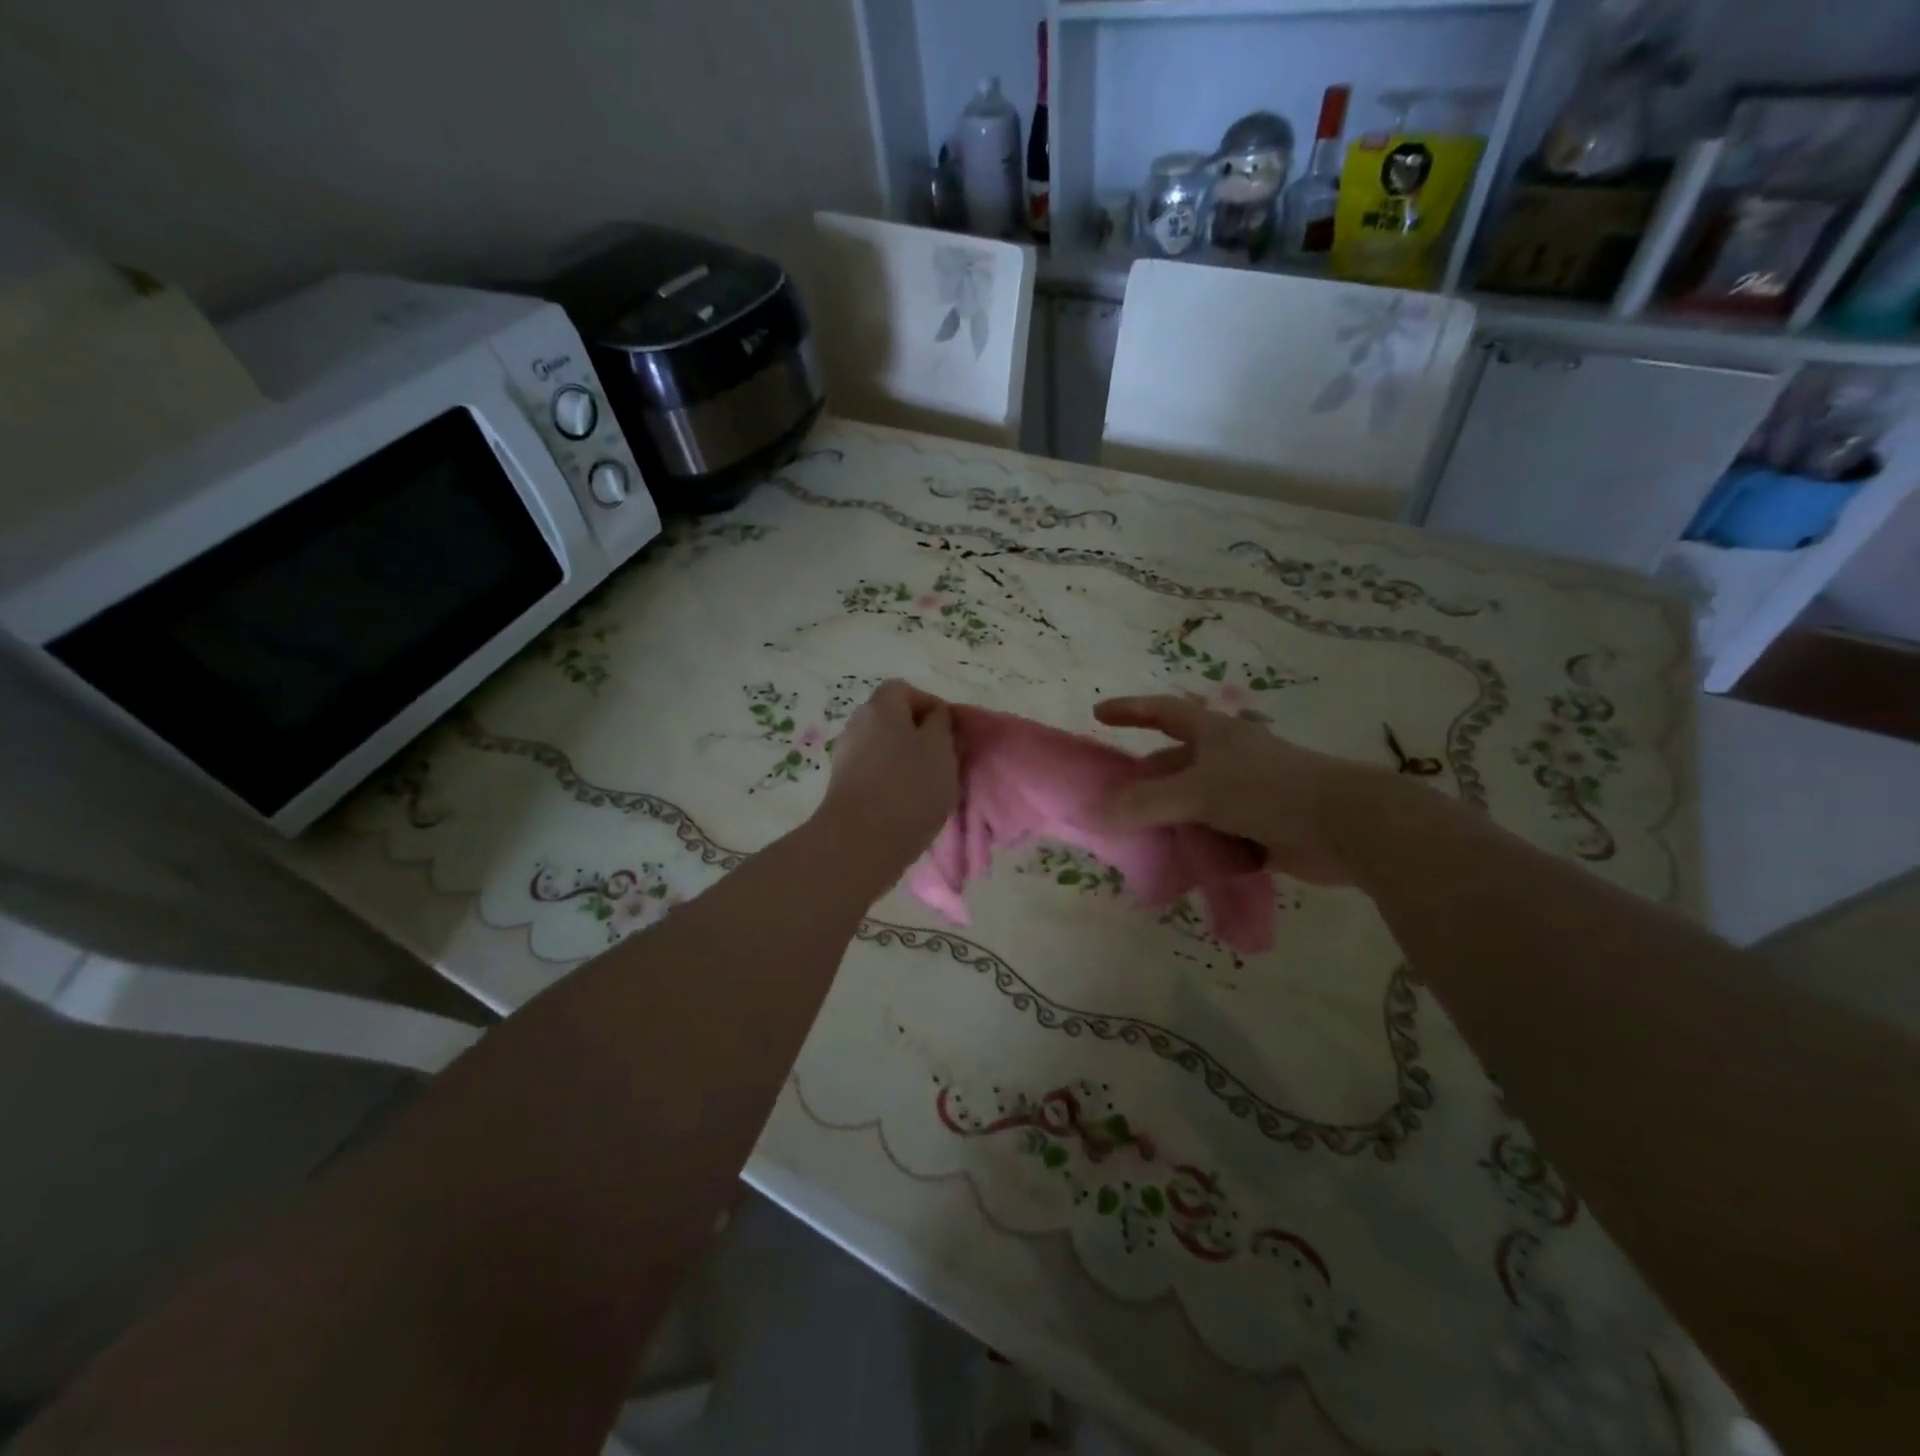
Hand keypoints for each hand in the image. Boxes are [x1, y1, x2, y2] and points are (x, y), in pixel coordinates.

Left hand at [817, 681, 957, 872]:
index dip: (931, 706)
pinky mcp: (843, 789)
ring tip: (929, 789)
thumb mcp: (940, 748)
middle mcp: (857, 725)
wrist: (861, 842)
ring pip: (885, 750)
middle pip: (893, 721)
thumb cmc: (909, 787)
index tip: (950, 734)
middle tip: (944, 762)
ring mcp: (846, 758)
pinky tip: (907, 807)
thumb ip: (941, 724)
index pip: (905, 690)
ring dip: (907, 764)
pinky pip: (874, 775)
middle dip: (920, 738)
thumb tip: (933, 717)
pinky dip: (892, 785)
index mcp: (880, 707)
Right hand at [1092, 695, 1396, 885]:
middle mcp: (1228, 759)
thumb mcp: (1198, 791)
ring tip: (1137, 842)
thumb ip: (1144, 804)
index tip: (1098, 715)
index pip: (1162, 712)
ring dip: (1169, 822)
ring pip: (1194, 806)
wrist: (1347, 826)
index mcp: (1214, 734)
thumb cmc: (1267, 790)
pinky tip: (1177, 868)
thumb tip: (1093, 813)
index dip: (1130, 710)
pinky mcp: (1261, 829)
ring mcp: (1246, 795)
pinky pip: (1217, 837)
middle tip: (1111, 803)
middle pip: (1174, 765)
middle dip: (1144, 782)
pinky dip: (1197, 849)